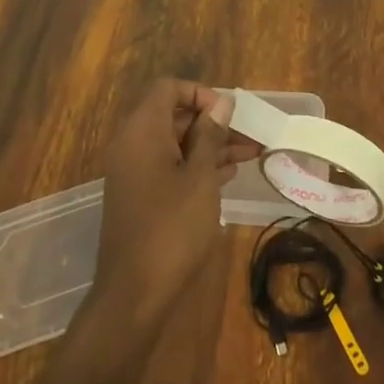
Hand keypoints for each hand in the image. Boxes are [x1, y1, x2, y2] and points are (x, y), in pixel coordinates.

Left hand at [91, 79, 258, 323]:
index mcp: (142, 130)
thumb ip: (210, 136)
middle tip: (249, 136)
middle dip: (212, 122)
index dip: (200, 94)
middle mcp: (132, 143)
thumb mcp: (200, 178)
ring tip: (250, 154)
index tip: (228, 115)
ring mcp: (133, 172)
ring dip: (209, 145)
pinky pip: (168, 166)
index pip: (169, 89)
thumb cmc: (171, 228)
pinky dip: (195, 165)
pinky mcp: (139, 196)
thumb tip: (221, 104)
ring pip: (174, 144)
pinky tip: (227, 174)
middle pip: (174, 116)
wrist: (133, 295)